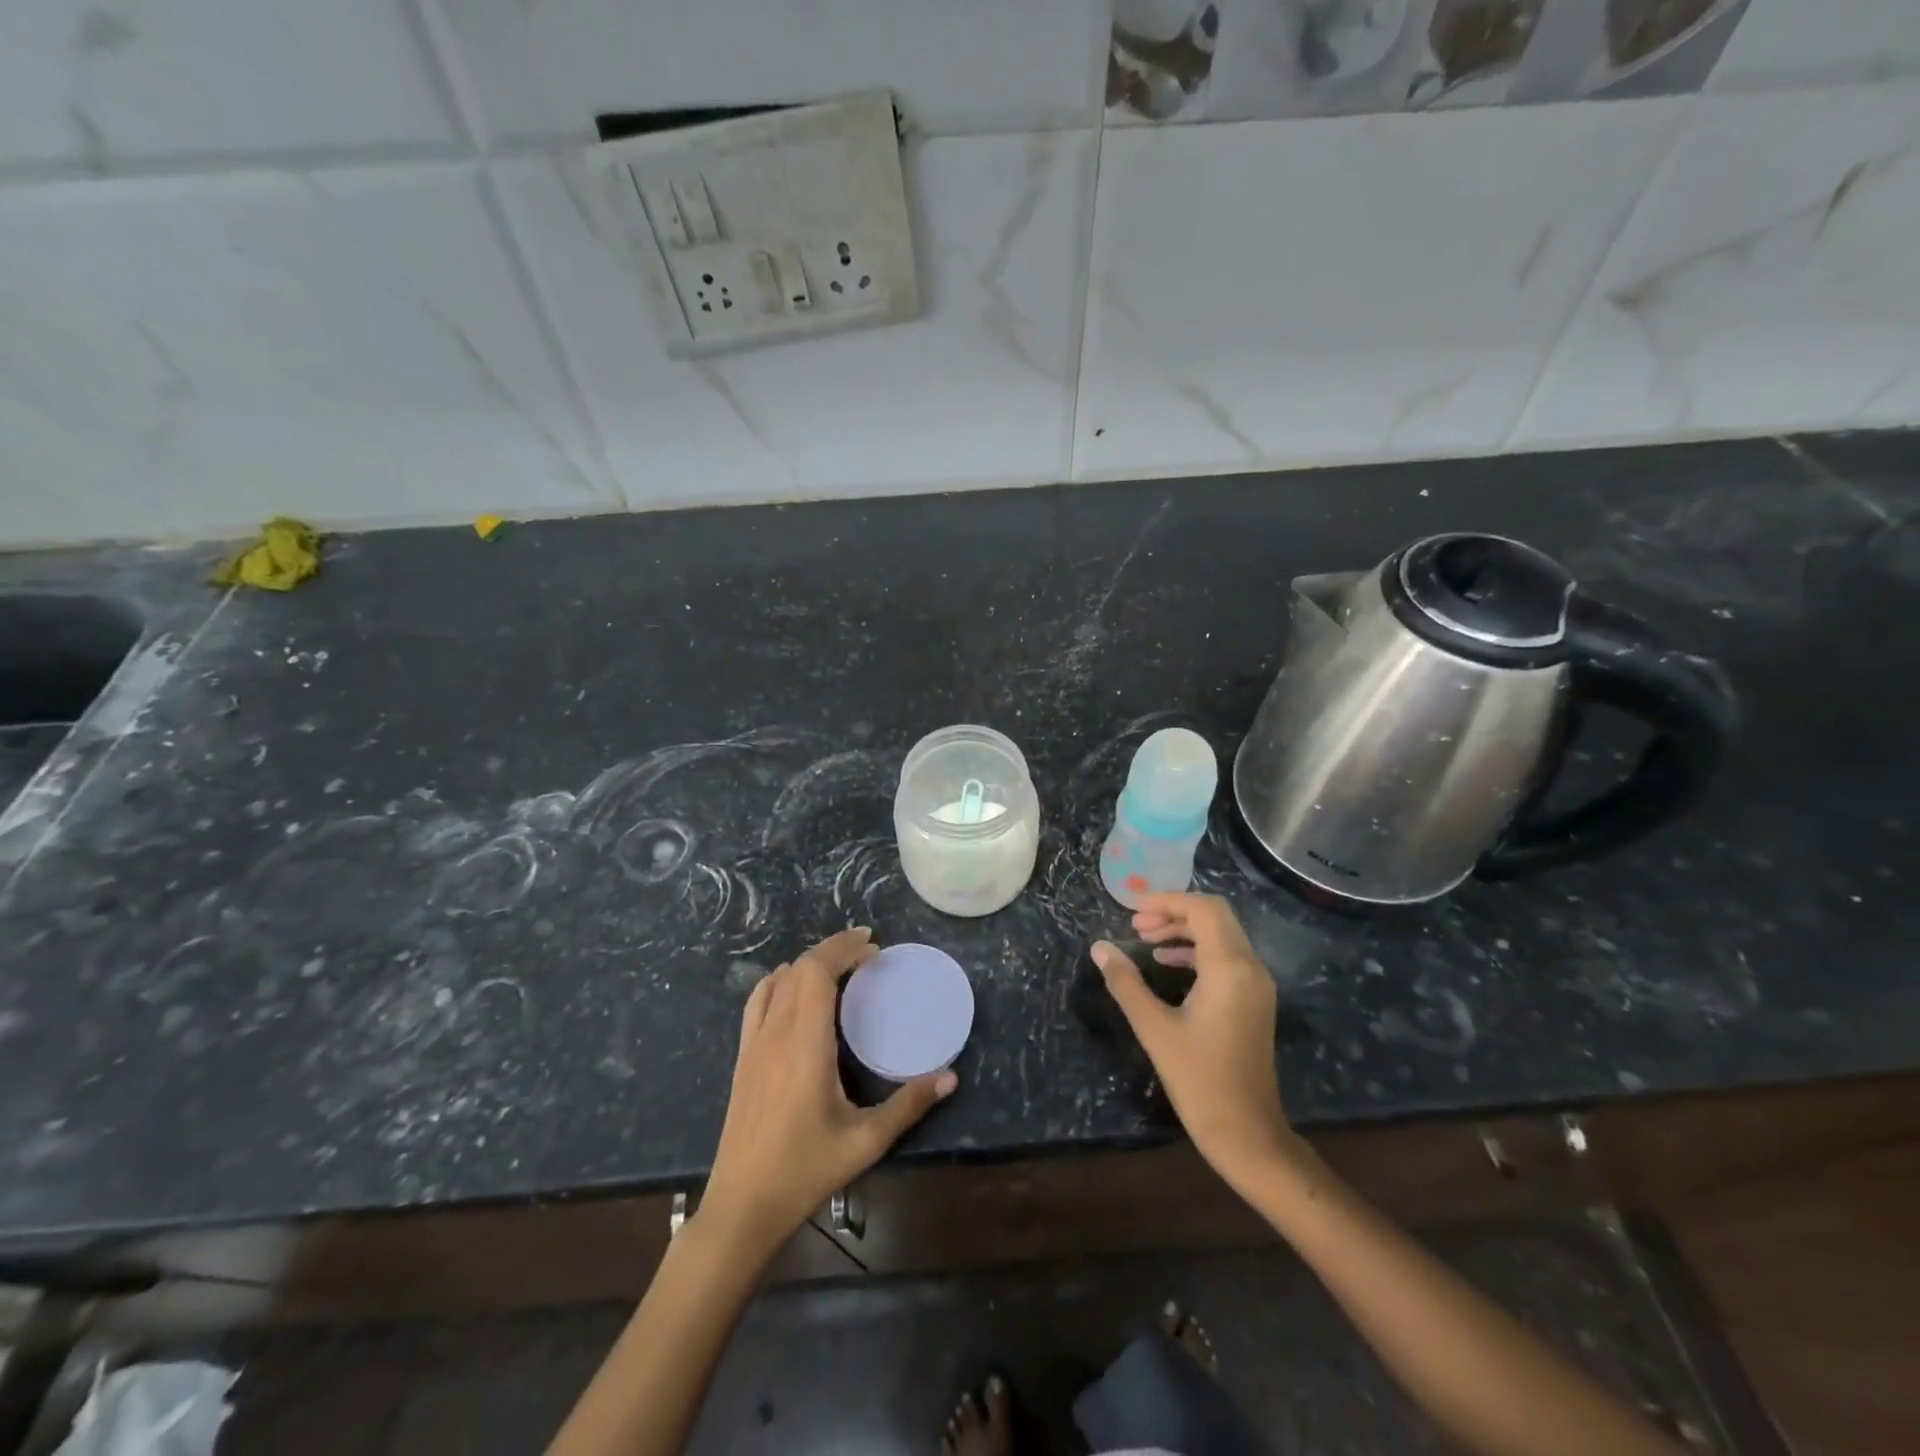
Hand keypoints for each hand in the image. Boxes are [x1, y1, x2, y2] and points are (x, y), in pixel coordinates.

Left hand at [700, 927, 956, 1258]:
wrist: (742, 1207)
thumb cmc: (805, 1171)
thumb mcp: (866, 1141)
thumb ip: (909, 1105)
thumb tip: (950, 1077)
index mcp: (805, 1044)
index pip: (817, 971)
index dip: (844, 949)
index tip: (874, 948)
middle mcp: (776, 1033)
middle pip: (800, 968)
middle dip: (833, 949)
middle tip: (867, 951)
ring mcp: (754, 1044)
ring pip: (778, 980)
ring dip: (809, 963)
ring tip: (840, 965)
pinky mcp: (743, 1058)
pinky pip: (757, 1002)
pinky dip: (779, 981)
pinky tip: (794, 989)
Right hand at [1093, 894, 1293, 1187]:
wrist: (1247, 1133)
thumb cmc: (1199, 1079)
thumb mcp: (1154, 1028)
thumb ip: (1125, 982)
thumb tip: (1099, 948)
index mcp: (1229, 968)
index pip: (1203, 909)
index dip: (1166, 901)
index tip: (1132, 910)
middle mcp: (1250, 968)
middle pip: (1215, 916)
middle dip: (1174, 912)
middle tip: (1136, 925)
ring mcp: (1256, 985)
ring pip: (1221, 935)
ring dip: (1184, 930)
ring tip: (1145, 940)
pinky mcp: (1254, 1001)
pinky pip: (1226, 957)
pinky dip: (1197, 950)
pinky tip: (1166, 963)